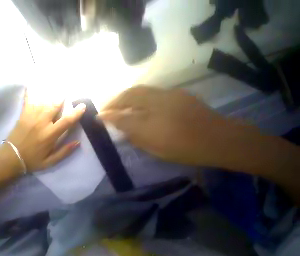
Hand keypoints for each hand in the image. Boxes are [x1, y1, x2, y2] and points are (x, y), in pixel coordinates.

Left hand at [7, 91, 85, 171]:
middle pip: (54, 106)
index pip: (66, 121)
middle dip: (62, 98)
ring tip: (56, 87)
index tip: (82, 105)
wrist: (10, 157)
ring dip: (51, 94)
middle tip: (67, 93)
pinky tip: (32, 85)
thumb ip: (65, 151)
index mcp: (50, 134)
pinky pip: (28, 100)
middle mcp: (42, 123)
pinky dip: (31, 92)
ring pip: (43, 101)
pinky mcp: (23, 115)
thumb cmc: (33, 160)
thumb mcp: (51, 161)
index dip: (76, 112)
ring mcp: (31, 117)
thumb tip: (78, 142)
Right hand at [99, 86, 234, 165]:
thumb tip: (116, 125)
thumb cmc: (185, 147)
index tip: (97, 117)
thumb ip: (131, 134)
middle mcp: (159, 101)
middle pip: (129, 95)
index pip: (123, 115)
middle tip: (105, 108)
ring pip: (138, 90)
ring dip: (123, 96)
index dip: (108, 116)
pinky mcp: (174, 93)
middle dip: (114, 101)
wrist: (220, 139)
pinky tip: (134, 103)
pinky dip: (135, 96)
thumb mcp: (153, 146)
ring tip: (116, 104)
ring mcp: (167, 94)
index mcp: (155, 118)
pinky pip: (148, 92)